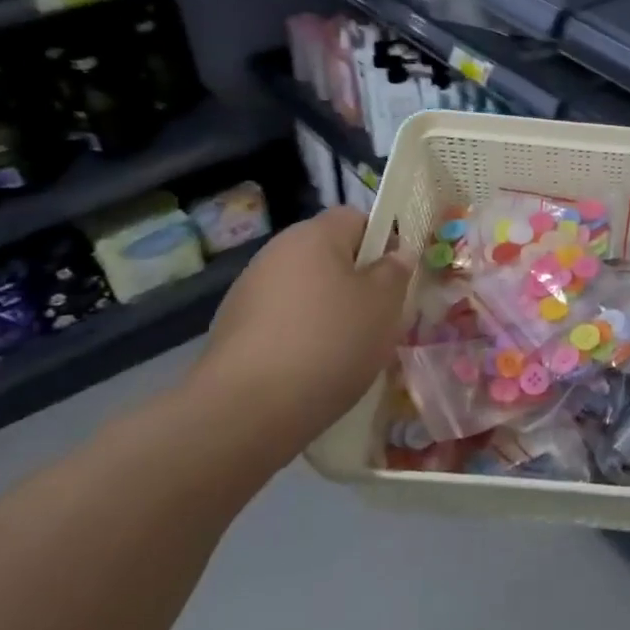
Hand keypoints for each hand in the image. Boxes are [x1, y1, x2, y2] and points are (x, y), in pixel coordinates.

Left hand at [187, 208, 410, 467]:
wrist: (246, 411)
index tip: (396, 278)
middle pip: (329, 256)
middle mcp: (276, 252)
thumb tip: (396, 255)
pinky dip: (301, 338)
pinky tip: (313, 370)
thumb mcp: (383, 304)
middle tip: (379, 318)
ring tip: (348, 352)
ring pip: (306, 291)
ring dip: (328, 312)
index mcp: (314, 234)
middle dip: (356, 282)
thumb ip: (395, 272)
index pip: (357, 218)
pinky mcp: (233, 331)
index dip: (383, 242)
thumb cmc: (329, 342)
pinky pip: (283, 322)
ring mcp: (248, 292)